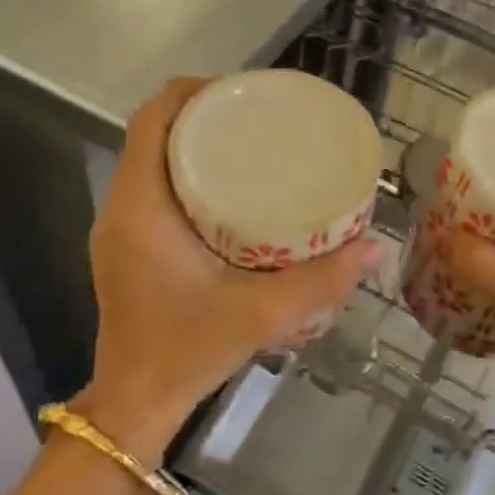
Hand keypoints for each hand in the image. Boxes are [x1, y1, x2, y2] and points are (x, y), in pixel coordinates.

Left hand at [77, 78, 380, 456]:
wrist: (135, 402)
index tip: (240, 91)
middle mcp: (121, 207)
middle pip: (152, 134)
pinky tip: (226, 191)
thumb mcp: (262, 314)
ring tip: (247, 145)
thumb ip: (322, 280)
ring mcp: (118, 229)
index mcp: (141, 207)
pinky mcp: (126, 247)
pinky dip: (182, 173)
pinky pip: (150, 187)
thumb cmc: (188, 350)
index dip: (191, 92)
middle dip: (200, 114)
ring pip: (149, 160)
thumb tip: (376, 246)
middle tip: (257, 118)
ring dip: (190, 144)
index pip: (151, 120)